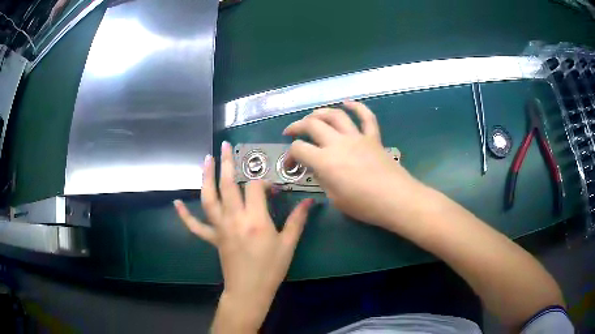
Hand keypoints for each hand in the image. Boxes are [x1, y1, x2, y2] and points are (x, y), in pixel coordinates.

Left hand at [174, 141, 313, 332]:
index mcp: (255, 220)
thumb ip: (297, 220)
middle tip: (224, 146)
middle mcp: (234, 219)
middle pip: (227, 185)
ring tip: (205, 160)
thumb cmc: (271, 268)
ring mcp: (220, 228)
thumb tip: (310, 201)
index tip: (272, 188)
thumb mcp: (288, 244)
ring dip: (206, 178)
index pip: (255, 188)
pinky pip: (195, 225)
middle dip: (226, 163)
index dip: (263, 182)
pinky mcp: (212, 238)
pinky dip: (184, 214)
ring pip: (209, 198)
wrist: (249, 290)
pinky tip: (176, 203)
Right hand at [283, 101, 422, 228]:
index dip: (289, 155)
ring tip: (312, 116)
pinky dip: (357, 106)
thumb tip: (318, 168)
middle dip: (297, 126)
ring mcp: (357, 137)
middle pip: (312, 124)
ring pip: (336, 115)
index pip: (299, 149)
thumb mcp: (335, 198)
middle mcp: (338, 143)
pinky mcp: (373, 137)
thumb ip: (323, 179)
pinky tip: (347, 102)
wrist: (396, 200)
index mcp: (325, 161)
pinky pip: (366, 117)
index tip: (290, 165)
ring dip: (320, 112)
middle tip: (291, 132)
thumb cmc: (364, 205)